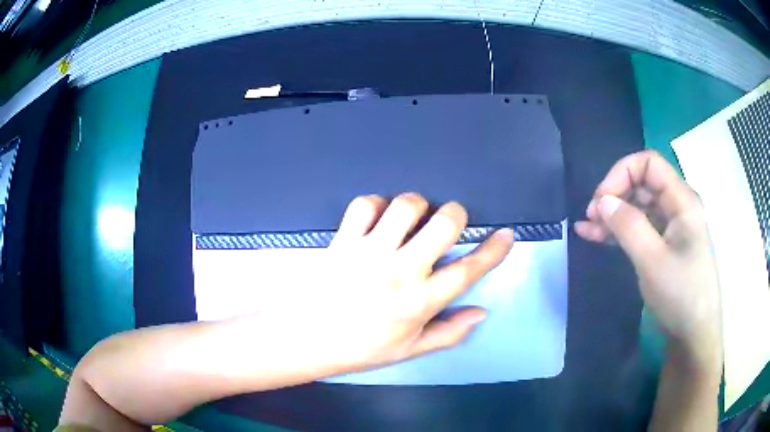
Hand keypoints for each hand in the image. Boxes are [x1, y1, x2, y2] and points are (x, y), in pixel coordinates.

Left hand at [295, 193, 513, 372]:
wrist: (309, 339)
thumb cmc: (362, 348)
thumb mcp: (410, 350)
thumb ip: (449, 332)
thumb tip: (481, 312)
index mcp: (420, 302)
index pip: (468, 270)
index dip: (493, 250)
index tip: (506, 234)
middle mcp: (401, 271)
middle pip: (443, 224)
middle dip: (455, 215)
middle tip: (447, 223)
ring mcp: (370, 252)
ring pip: (406, 205)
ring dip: (417, 205)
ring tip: (411, 219)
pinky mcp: (343, 240)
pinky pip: (365, 204)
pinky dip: (376, 205)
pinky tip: (377, 220)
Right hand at [574, 151, 721, 371]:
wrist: (693, 335)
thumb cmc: (680, 295)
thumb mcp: (653, 261)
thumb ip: (628, 226)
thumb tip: (602, 200)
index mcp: (682, 200)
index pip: (649, 164)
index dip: (621, 174)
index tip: (601, 201)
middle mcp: (678, 206)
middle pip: (642, 183)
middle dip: (615, 195)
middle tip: (590, 217)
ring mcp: (672, 227)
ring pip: (639, 207)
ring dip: (613, 214)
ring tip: (586, 228)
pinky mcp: (665, 246)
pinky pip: (641, 228)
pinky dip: (619, 230)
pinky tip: (596, 236)